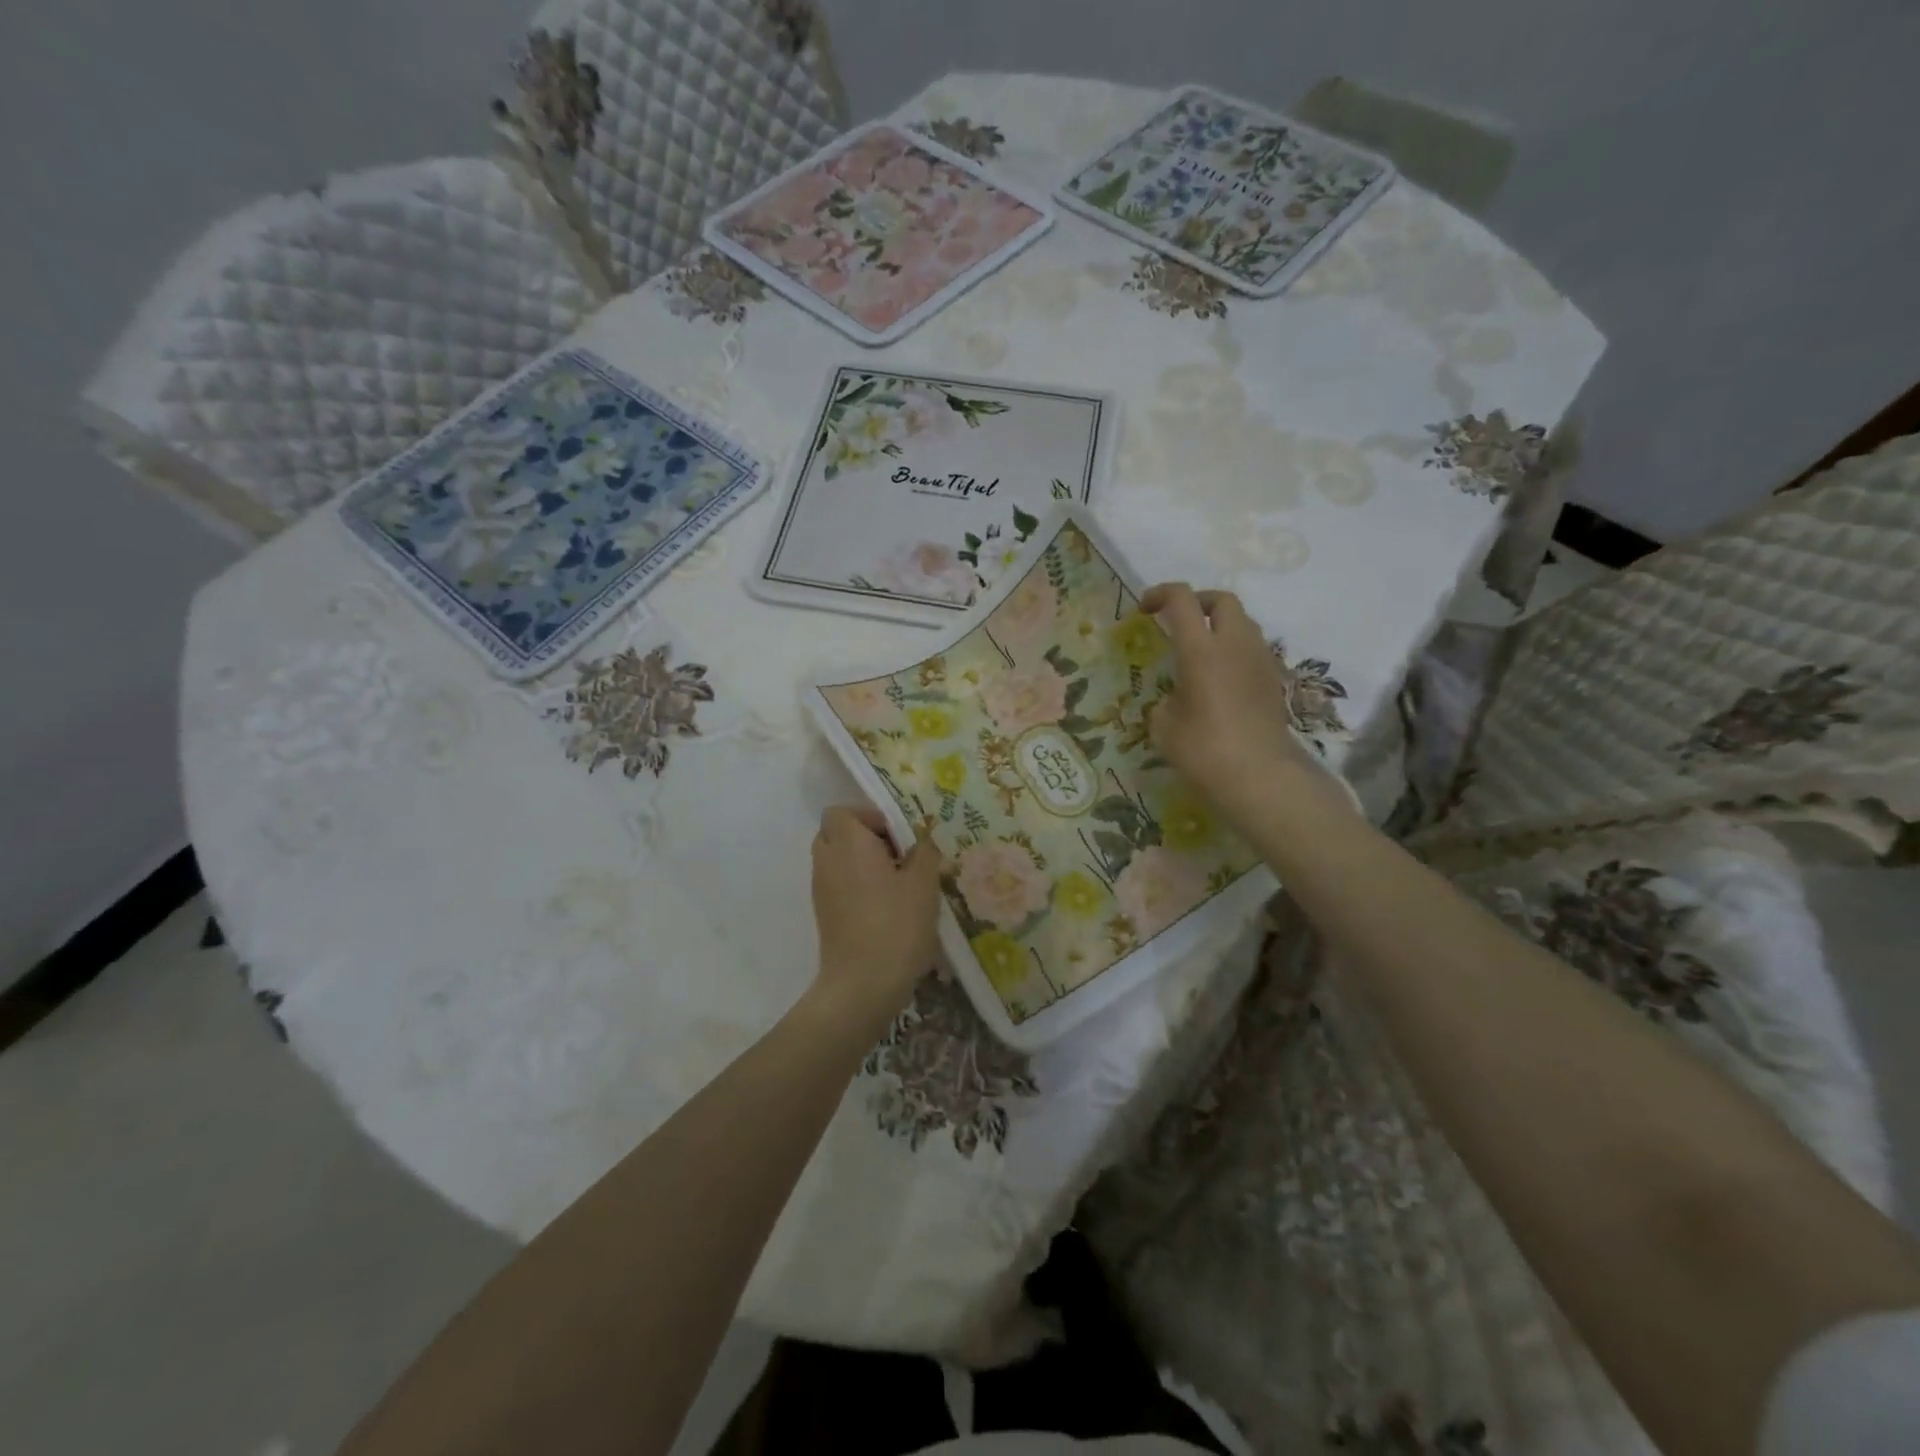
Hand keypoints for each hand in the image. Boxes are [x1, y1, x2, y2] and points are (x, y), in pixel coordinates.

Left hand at [809, 805, 941, 1030]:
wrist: (863, 984)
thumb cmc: (896, 924)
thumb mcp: (924, 884)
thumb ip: (925, 853)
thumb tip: (922, 842)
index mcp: (848, 843)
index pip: (841, 811)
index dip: (869, 817)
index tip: (899, 837)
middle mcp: (827, 861)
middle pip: (836, 833)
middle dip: (865, 839)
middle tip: (898, 857)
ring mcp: (821, 890)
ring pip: (837, 861)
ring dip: (862, 864)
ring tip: (897, 885)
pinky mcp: (824, 915)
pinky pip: (838, 885)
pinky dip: (856, 886)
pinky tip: (886, 908)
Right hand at [1141, 583, 1316, 826]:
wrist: (1261, 777)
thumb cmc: (1204, 750)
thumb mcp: (1164, 727)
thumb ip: (1165, 703)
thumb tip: (1176, 700)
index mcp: (1201, 650)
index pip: (1181, 600)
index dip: (1160, 594)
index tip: (1144, 609)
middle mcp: (1235, 644)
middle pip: (1222, 600)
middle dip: (1198, 602)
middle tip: (1179, 622)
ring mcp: (1260, 660)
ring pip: (1243, 623)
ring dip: (1220, 626)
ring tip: (1200, 651)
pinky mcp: (1274, 680)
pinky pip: (1253, 649)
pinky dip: (1234, 650)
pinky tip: (1220, 678)